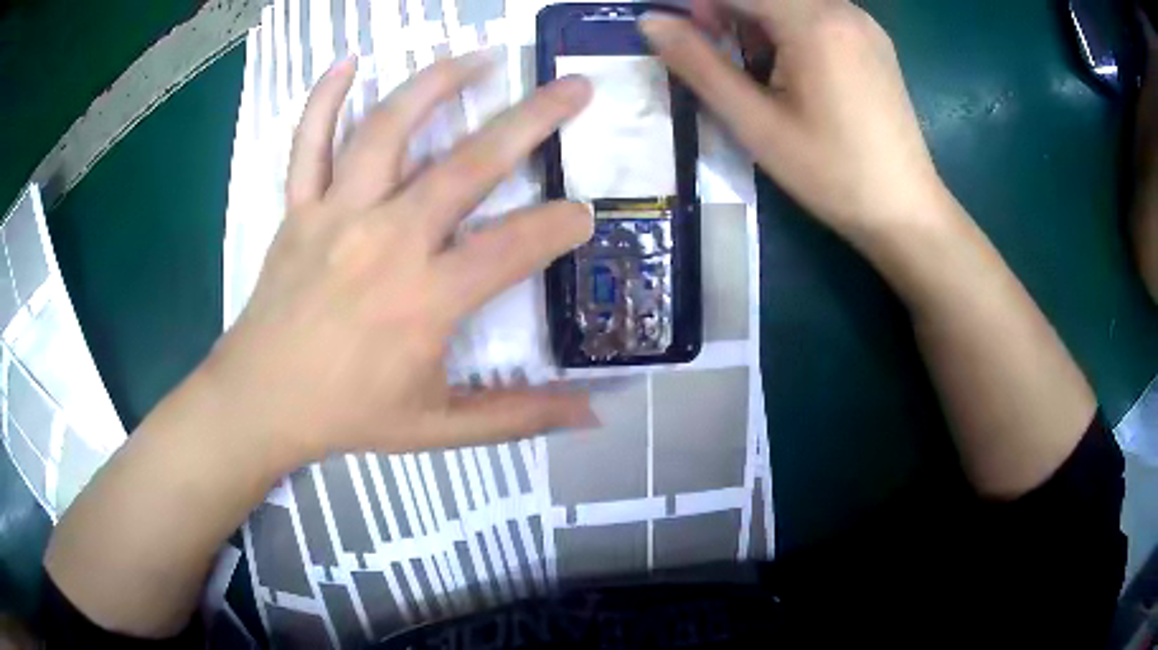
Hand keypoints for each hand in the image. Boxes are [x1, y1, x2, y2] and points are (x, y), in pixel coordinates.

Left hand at [202, 55, 596, 470]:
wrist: (262, 401)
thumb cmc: (350, 415)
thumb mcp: (440, 428)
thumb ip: (518, 416)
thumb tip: (593, 415)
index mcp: (425, 301)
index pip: (513, 247)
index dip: (560, 226)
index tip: (586, 213)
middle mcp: (386, 242)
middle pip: (468, 165)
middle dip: (532, 120)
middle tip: (575, 88)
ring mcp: (336, 215)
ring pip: (388, 130)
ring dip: (437, 84)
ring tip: (481, 56)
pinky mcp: (298, 209)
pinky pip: (308, 142)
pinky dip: (325, 98)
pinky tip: (349, 61)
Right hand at [641, 0, 946, 240]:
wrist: (906, 211)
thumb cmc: (831, 173)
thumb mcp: (756, 123)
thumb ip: (699, 64)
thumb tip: (651, 21)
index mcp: (814, 21)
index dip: (698, 5)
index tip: (679, 30)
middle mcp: (843, 8)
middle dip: (727, 10)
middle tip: (710, 46)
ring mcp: (864, 24)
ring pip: (792, 2)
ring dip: (757, 19)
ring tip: (750, 63)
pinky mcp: (875, 42)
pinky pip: (819, 15)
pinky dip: (788, 27)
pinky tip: (788, 66)